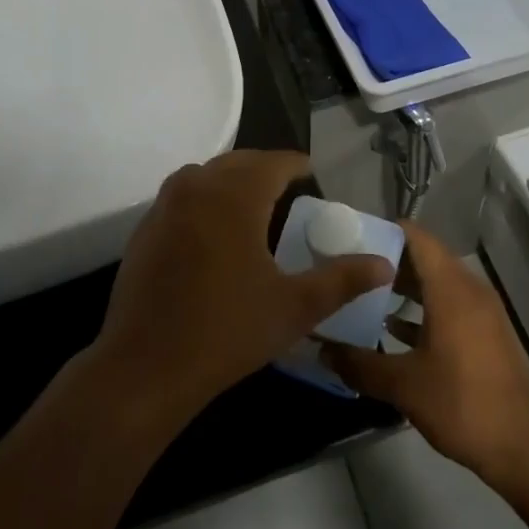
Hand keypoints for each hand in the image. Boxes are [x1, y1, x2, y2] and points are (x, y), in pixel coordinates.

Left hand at [92, 151, 393, 422]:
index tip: (313, 175)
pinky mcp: (145, 227)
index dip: (297, 165)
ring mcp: (165, 205)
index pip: (274, 162)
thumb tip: (383, 264)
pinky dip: (204, 199)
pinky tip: (214, 232)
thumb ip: (341, 280)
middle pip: (239, 162)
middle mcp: (198, 186)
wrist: (145, 366)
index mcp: (235, 196)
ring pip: (206, 175)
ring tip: (254, 206)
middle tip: (289, 191)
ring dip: (232, 180)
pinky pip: (182, 196)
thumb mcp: (294, 307)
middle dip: (266, 170)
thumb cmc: (227, 332)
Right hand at [323, 222, 528, 487]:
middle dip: (387, 261)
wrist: (526, 447)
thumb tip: (322, 350)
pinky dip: (422, 309)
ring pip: (436, 283)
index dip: (383, 231)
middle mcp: (468, 289)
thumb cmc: (464, 403)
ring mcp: (481, 312)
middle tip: (348, 269)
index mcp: (450, 287)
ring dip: (404, 287)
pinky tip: (394, 330)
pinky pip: (448, 306)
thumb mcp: (404, 385)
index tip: (349, 238)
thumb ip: (360, 364)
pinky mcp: (485, 334)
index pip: (415, 236)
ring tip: (364, 297)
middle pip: (424, 257)